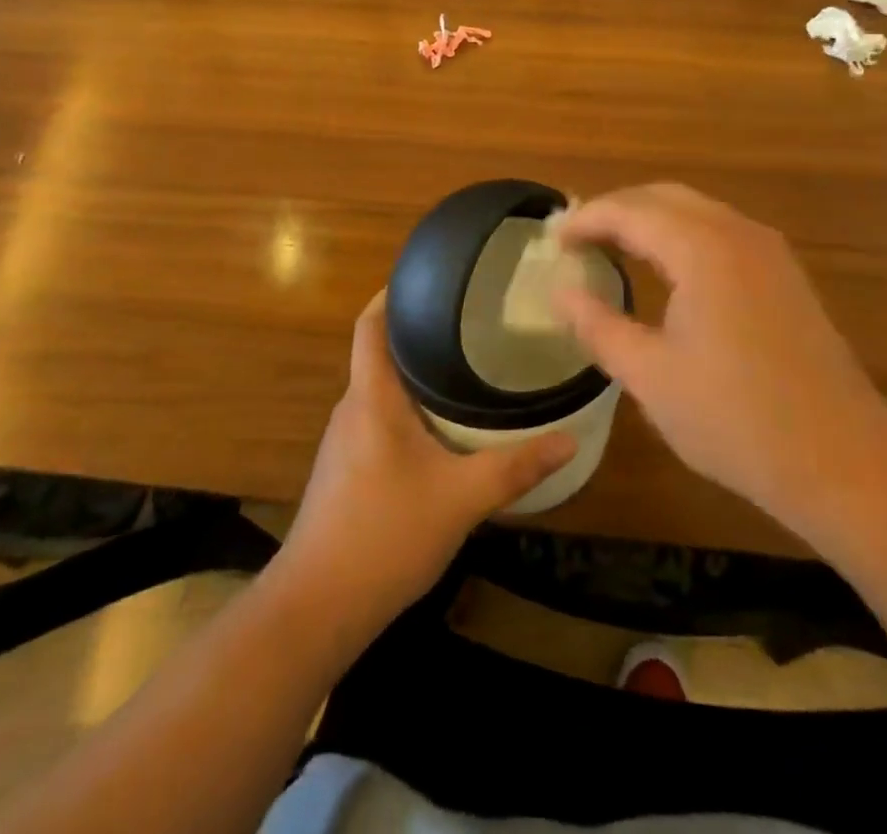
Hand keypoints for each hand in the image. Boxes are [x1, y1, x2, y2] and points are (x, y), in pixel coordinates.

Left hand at [273, 291, 574, 639]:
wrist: (316, 608)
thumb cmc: (385, 534)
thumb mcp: (461, 498)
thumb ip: (515, 466)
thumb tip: (569, 439)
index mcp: (371, 397)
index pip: (370, 325)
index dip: (392, 294)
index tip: (429, 277)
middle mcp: (352, 409)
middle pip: (379, 353)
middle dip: (418, 334)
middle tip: (468, 322)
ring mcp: (344, 443)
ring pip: (381, 391)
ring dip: (414, 376)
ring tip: (463, 368)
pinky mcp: (345, 472)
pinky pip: (378, 421)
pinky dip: (408, 411)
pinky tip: (441, 429)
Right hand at [557, 184, 886, 527]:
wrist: (842, 460)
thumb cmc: (735, 419)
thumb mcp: (651, 376)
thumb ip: (599, 325)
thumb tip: (561, 292)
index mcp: (702, 248)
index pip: (630, 210)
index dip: (586, 220)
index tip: (552, 239)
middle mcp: (738, 233)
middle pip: (664, 197)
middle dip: (616, 210)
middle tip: (577, 239)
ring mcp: (769, 251)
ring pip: (696, 211)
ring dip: (650, 220)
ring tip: (612, 248)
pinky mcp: (785, 274)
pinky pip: (721, 231)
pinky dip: (682, 235)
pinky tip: (667, 269)